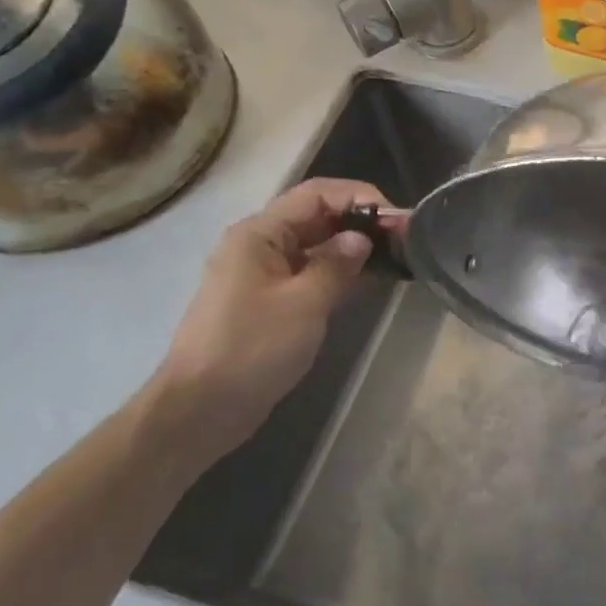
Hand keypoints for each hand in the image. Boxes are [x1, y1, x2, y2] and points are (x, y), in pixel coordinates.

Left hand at [144, 178, 392, 465]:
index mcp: (259, 234)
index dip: (360, 197)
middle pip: (317, 217)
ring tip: (395, 257)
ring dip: (353, 248)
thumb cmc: (252, 349)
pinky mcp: (270, 302)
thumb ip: (337, 264)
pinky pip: (310, 273)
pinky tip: (368, 282)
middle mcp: (259, 245)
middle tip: (405, 238)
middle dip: (361, 222)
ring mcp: (263, 275)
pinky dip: (339, 272)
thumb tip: (362, 238)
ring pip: (316, 246)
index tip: (398, 219)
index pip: (317, 194)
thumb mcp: (304, 303)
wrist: (200, 410)